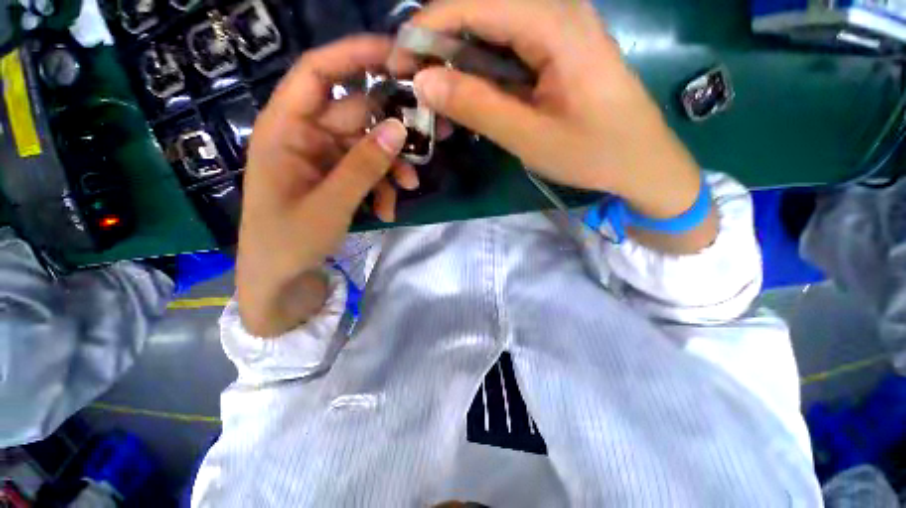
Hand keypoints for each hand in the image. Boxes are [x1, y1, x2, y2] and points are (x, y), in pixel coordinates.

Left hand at [236, 36, 410, 336]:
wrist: (282, 281)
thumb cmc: (289, 243)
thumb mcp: (329, 204)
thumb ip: (364, 166)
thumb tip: (399, 129)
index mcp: (285, 130)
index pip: (318, 73)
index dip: (355, 56)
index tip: (399, 57)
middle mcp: (305, 136)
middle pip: (356, 114)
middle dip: (391, 130)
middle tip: (427, 140)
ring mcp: (323, 160)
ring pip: (367, 147)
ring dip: (391, 166)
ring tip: (408, 188)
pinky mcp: (336, 180)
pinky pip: (366, 172)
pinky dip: (381, 188)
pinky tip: (388, 210)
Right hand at [401, 0, 705, 222]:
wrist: (640, 162)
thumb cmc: (592, 153)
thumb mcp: (529, 136)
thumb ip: (476, 105)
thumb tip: (424, 81)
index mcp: (554, 23)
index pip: (473, 5)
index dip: (427, 30)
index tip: (399, 63)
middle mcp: (557, 11)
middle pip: (480, 12)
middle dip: (440, 48)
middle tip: (418, 88)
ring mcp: (559, 31)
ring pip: (491, 33)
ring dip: (459, 65)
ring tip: (440, 102)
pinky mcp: (558, 52)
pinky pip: (508, 51)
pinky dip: (482, 75)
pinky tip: (471, 100)